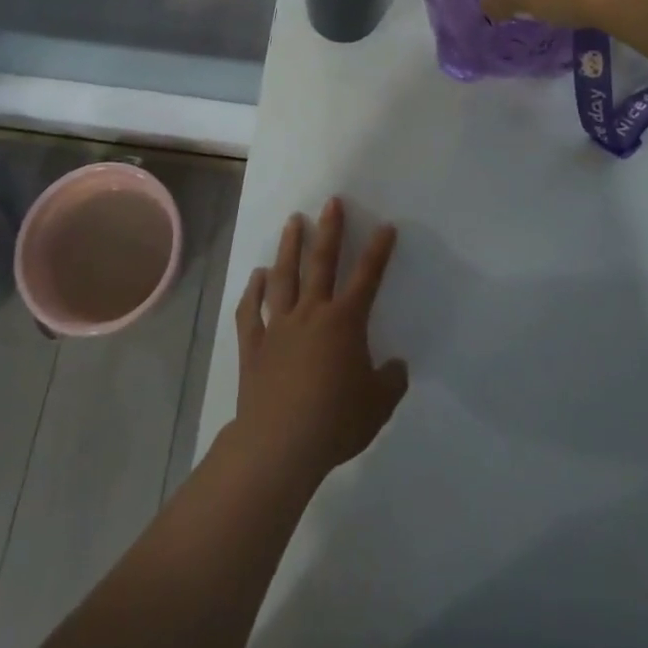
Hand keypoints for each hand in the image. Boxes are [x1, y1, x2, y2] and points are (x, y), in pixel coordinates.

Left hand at [233, 198, 406, 483]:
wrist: (279, 444)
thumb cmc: (335, 421)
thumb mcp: (378, 406)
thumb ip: (390, 382)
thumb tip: (395, 367)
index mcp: (345, 322)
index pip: (367, 277)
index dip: (378, 251)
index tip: (386, 226)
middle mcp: (311, 313)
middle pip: (321, 263)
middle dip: (329, 230)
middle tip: (331, 202)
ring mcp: (279, 326)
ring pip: (284, 276)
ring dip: (289, 247)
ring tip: (293, 221)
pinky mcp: (253, 345)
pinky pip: (251, 310)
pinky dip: (253, 291)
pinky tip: (256, 276)